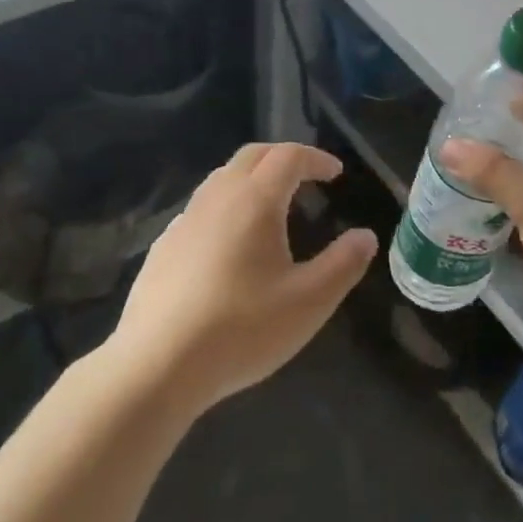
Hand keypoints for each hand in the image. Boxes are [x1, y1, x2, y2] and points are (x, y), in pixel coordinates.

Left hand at [110, 143, 375, 416]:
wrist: (157, 366)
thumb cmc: (242, 329)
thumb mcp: (309, 302)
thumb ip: (343, 264)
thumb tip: (365, 236)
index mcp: (255, 201)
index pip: (288, 156)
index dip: (316, 158)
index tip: (336, 174)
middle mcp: (217, 198)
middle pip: (252, 156)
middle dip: (283, 157)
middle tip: (307, 176)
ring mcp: (184, 221)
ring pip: (221, 179)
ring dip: (252, 179)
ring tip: (272, 206)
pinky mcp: (163, 247)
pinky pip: (201, 209)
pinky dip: (226, 206)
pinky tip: (230, 244)